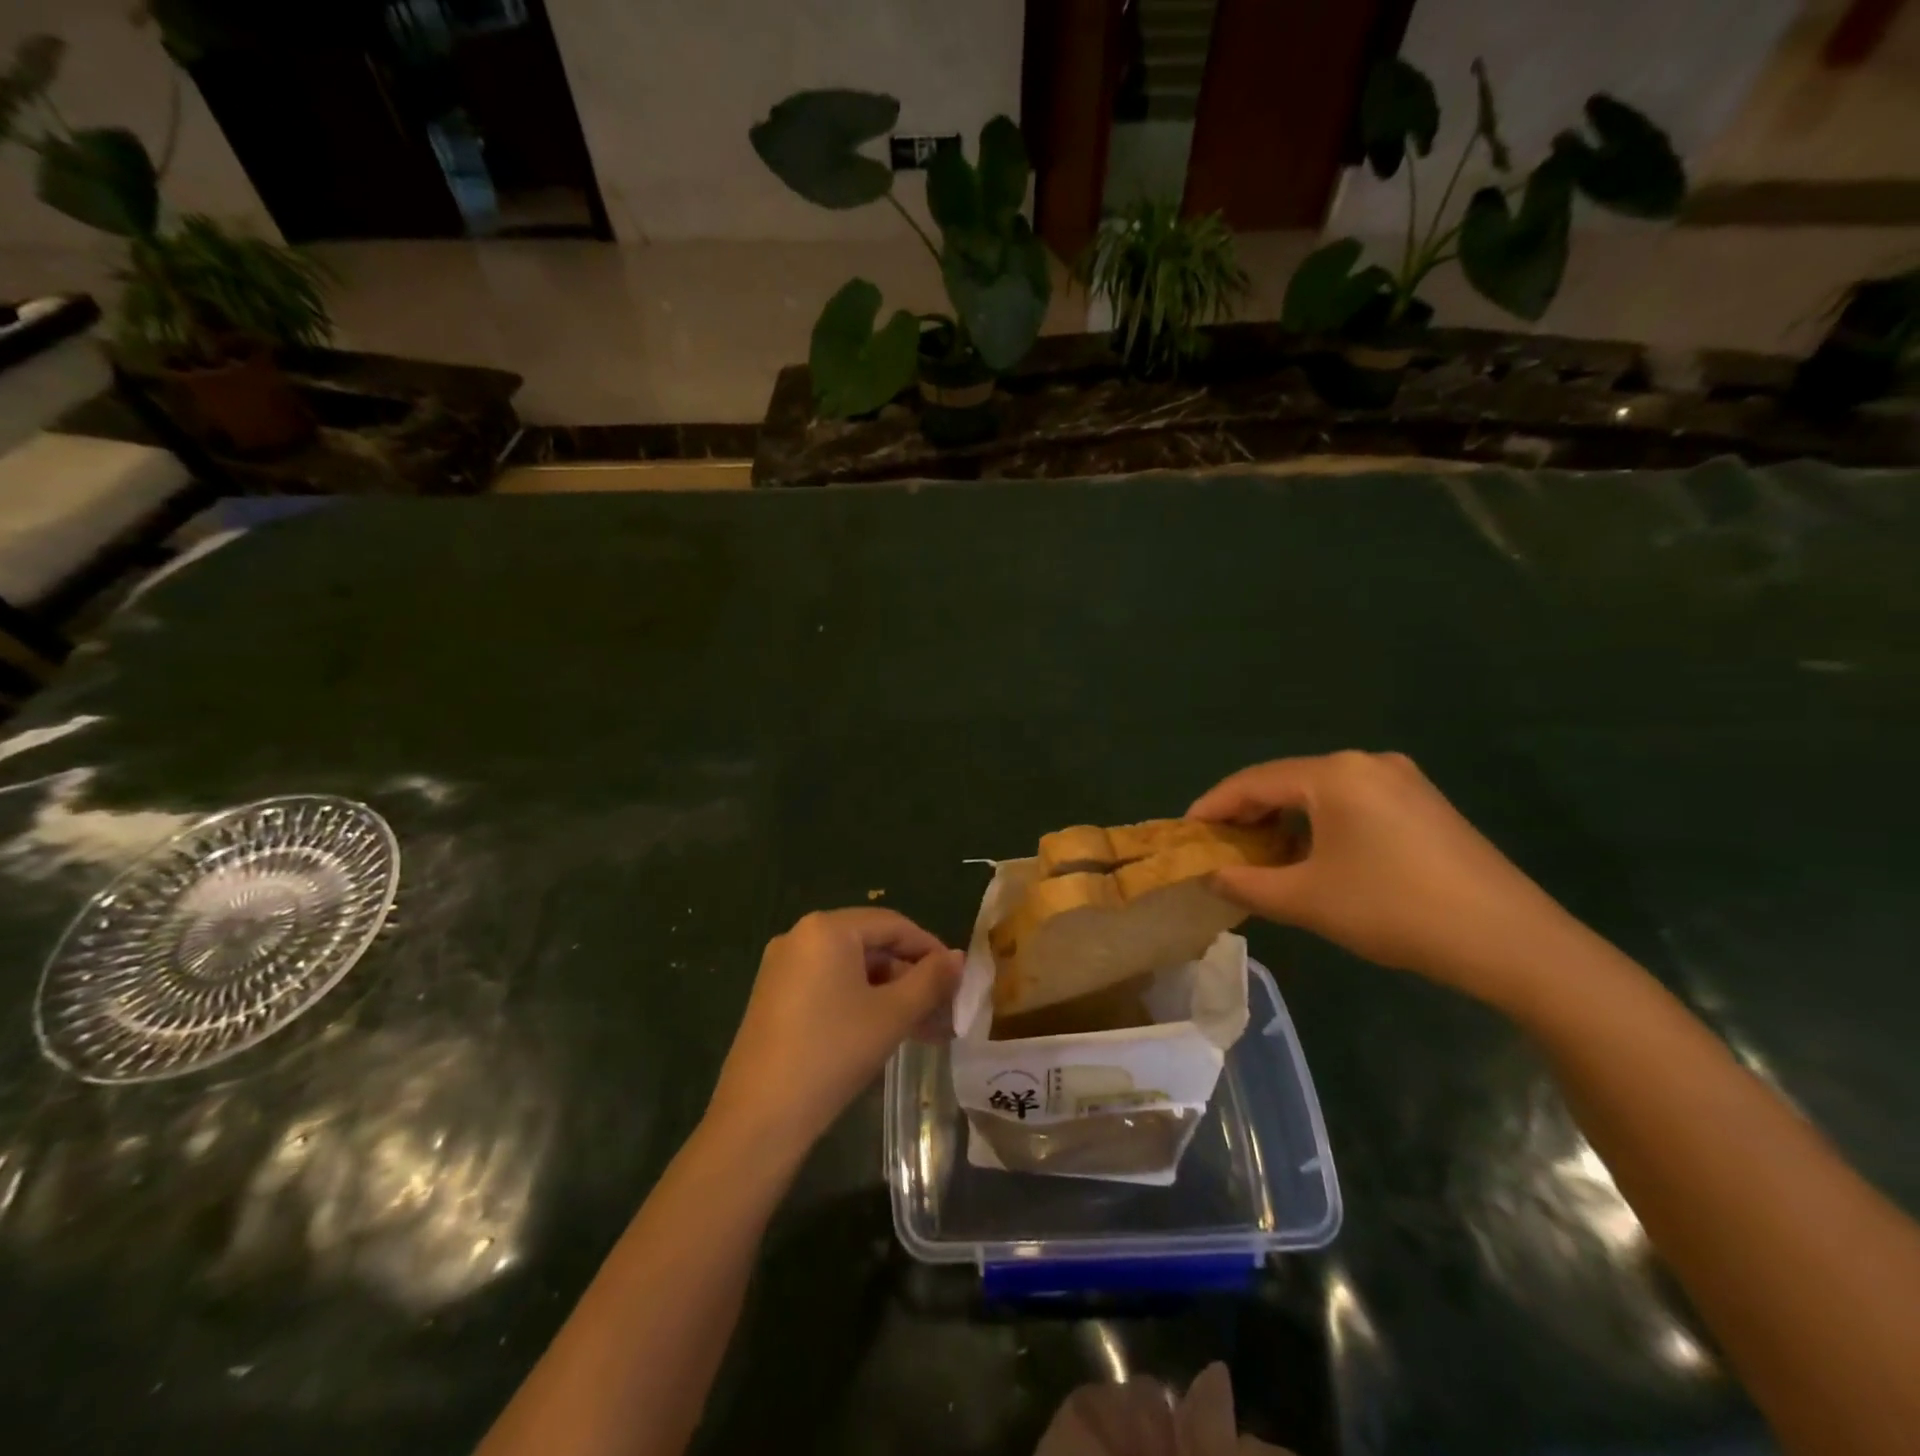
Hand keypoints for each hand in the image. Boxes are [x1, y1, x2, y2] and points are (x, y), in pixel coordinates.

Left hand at [707, 908, 963, 1147]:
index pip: (893, 924)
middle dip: (910, 976)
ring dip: (889, 993)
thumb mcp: (892, 1015)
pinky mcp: (774, 997)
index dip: (930, 949)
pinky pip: (828, 986)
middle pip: (871, 944)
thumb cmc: (833, 1052)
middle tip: (942, 1008)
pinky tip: (883, 1032)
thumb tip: (958, 958)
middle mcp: (800, 936)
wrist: (760, 1118)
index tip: (957, 979)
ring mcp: (782, 967)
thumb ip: (931, 980)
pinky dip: (860, 1002)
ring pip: (851, 969)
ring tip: (921, 1028)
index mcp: (827, 928)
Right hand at [1190, 752, 1580, 1008]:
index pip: (1253, 782)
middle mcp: (1367, 763)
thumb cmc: (1394, 910)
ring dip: (1284, 820)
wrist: (1511, 941)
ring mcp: (1402, 781)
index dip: (1213, 807)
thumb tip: (1211, 874)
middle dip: (1248, 813)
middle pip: (1286, 781)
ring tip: (1260, 855)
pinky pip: (1352, 803)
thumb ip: (1246, 883)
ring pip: (1320, 793)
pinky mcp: (1424, 804)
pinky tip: (1313, 855)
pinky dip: (1320, 824)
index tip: (1186, 832)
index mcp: (1334, 774)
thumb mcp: (1306, 900)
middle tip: (1219, 846)